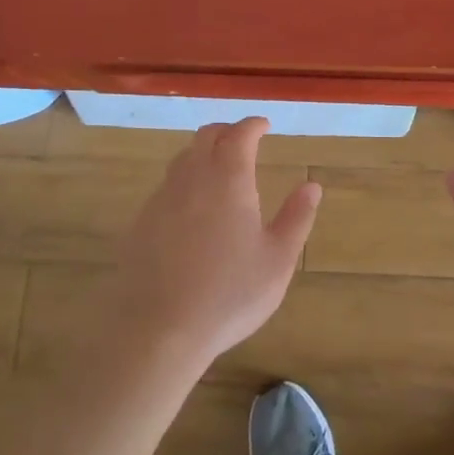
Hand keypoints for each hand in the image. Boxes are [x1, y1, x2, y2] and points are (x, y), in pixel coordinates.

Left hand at [106, 118, 320, 370]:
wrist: (158, 329)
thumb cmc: (228, 294)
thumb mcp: (277, 260)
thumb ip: (297, 218)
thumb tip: (312, 185)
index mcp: (229, 179)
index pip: (240, 134)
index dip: (254, 125)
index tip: (265, 125)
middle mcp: (193, 178)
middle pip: (206, 136)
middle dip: (227, 131)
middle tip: (243, 140)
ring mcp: (162, 199)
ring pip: (183, 158)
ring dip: (203, 153)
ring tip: (218, 169)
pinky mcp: (141, 222)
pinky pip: (166, 187)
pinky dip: (184, 182)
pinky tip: (191, 208)